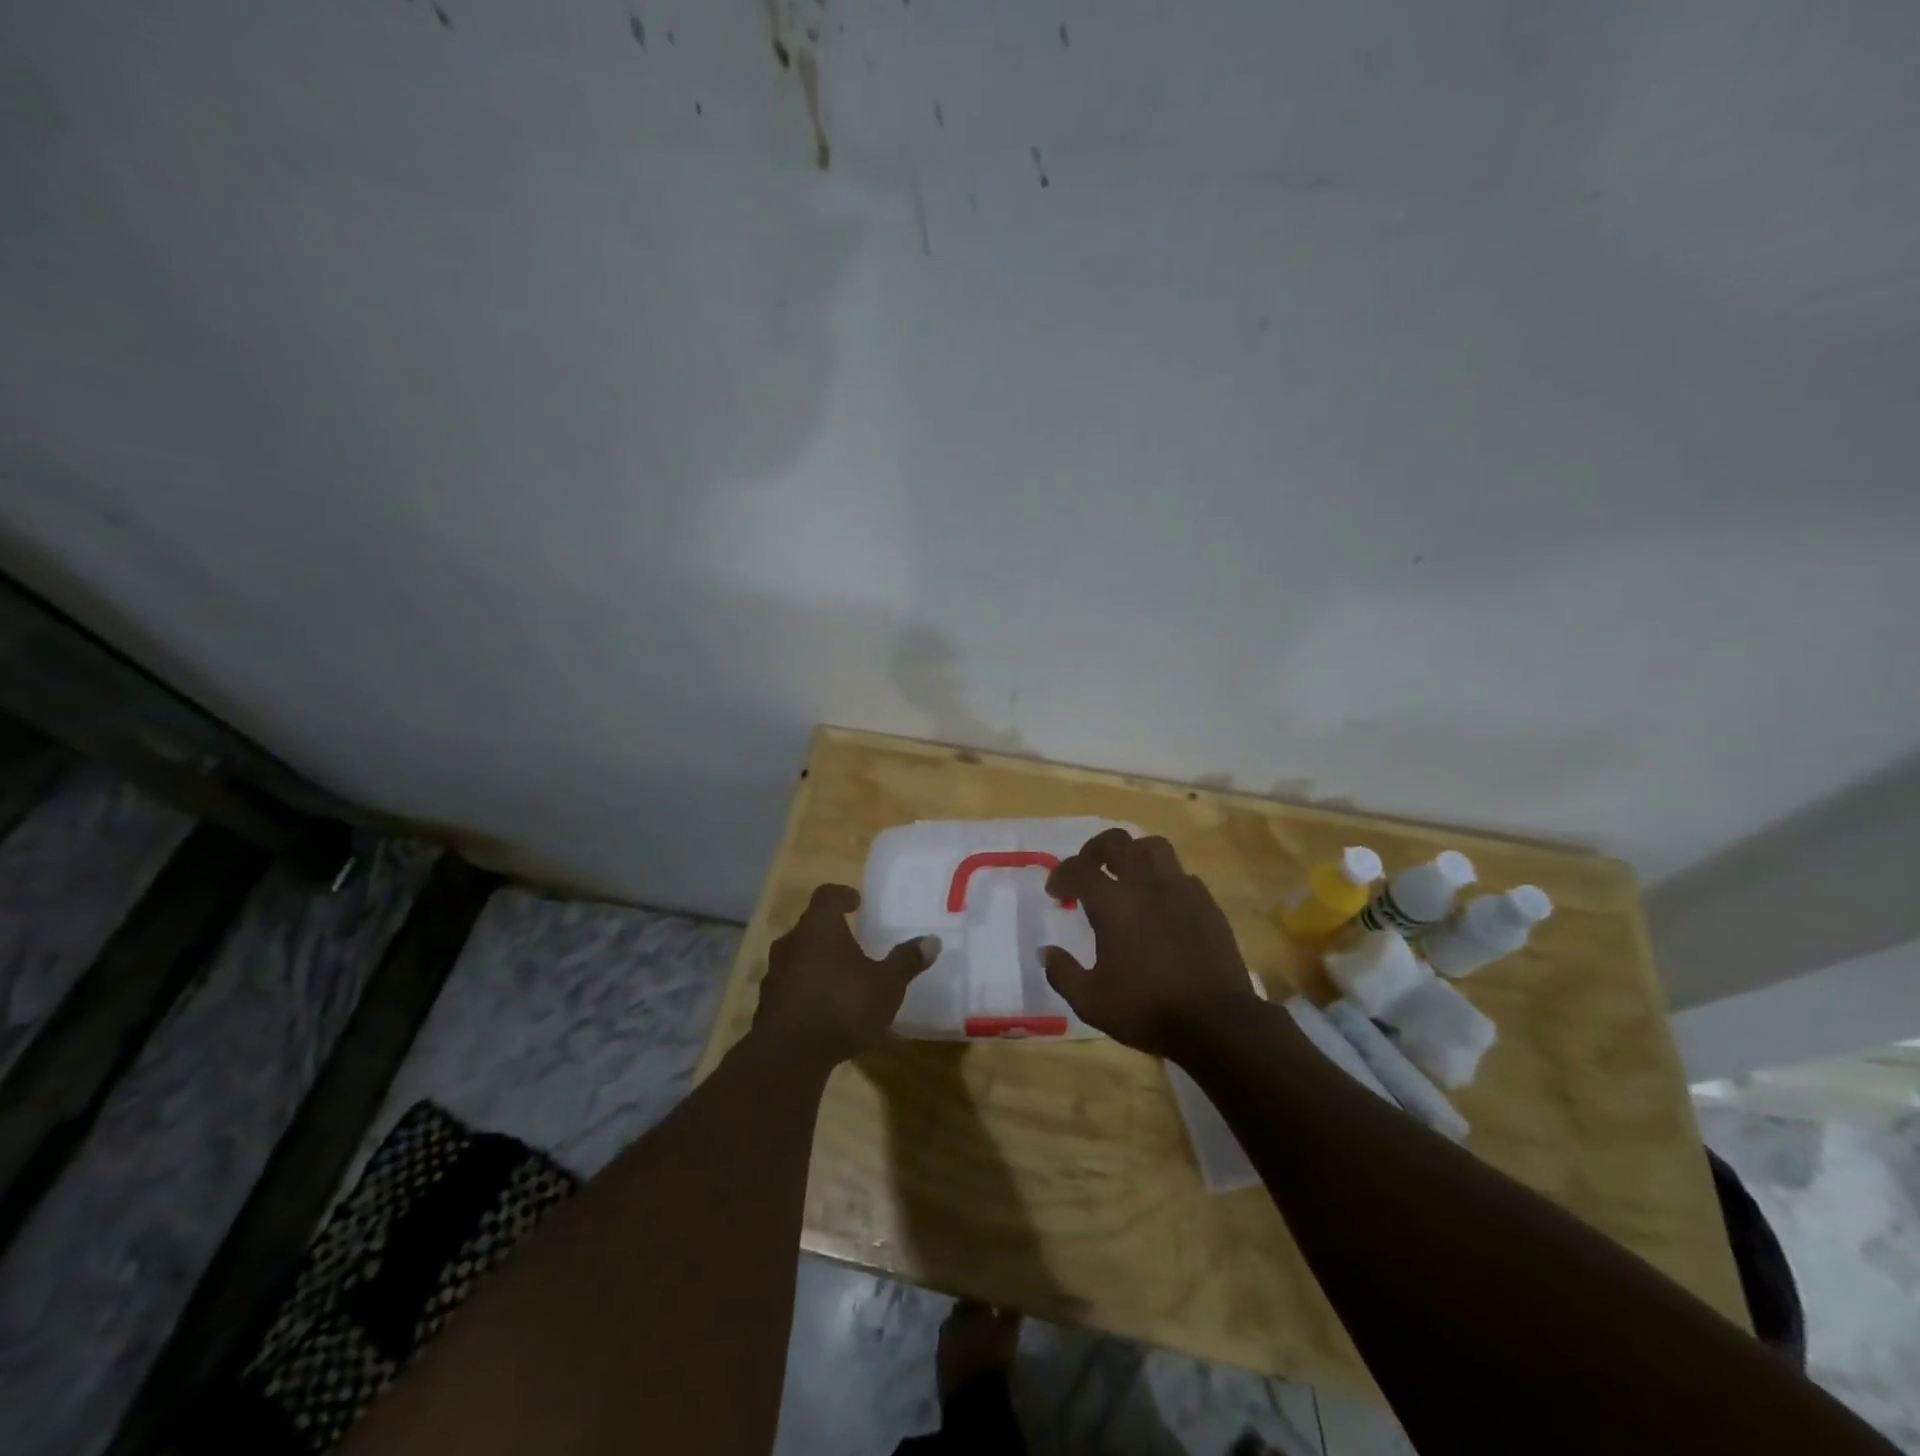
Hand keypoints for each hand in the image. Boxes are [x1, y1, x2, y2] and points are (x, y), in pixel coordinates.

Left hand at [753, 884, 937, 1064]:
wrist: (789, 1055)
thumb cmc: (843, 1005)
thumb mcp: (886, 985)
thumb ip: (906, 961)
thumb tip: (932, 940)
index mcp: (820, 927)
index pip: (827, 896)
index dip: (841, 895)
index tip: (856, 902)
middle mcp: (792, 942)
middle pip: (809, 926)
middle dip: (829, 932)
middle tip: (851, 941)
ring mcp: (775, 974)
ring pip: (797, 956)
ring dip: (815, 961)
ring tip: (838, 976)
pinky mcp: (767, 1004)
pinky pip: (790, 986)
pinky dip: (805, 989)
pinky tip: (823, 1007)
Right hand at [1042, 829, 1259, 1057]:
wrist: (1217, 1022)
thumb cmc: (1147, 1009)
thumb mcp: (1091, 1001)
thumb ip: (1063, 973)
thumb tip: (1046, 952)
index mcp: (1113, 903)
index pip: (1079, 869)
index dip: (1061, 875)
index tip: (1055, 892)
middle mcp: (1146, 885)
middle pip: (1117, 842)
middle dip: (1094, 850)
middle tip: (1087, 870)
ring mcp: (1181, 890)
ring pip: (1154, 847)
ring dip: (1133, 854)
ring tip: (1125, 875)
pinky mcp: (1207, 904)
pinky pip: (1181, 874)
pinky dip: (1163, 879)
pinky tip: (1160, 902)